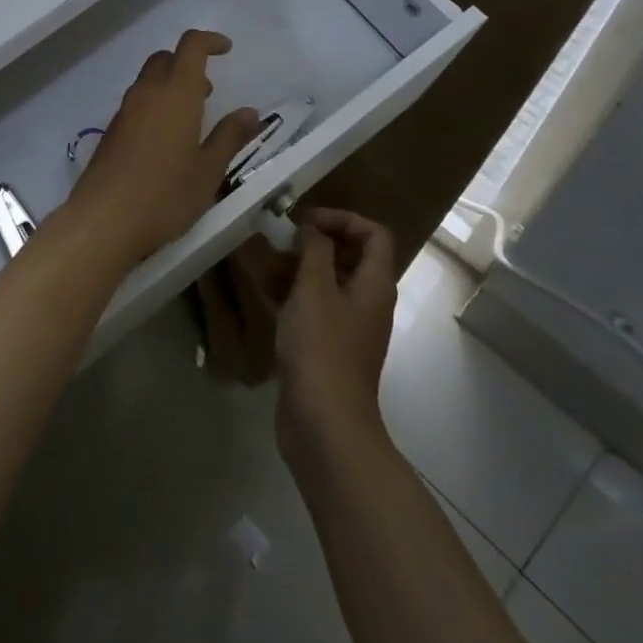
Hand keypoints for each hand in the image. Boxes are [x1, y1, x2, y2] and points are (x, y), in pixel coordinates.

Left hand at [64, 29, 263, 266]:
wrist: (104, 220)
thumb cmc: (166, 195)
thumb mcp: (208, 170)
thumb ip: (229, 137)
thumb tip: (250, 112)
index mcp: (176, 94)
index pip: (191, 46)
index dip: (209, 40)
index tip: (226, 50)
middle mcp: (147, 94)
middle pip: (165, 59)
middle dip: (188, 64)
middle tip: (208, 91)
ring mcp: (124, 112)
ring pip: (148, 81)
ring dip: (170, 85)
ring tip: (191, 119)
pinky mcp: (110, 132)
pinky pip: (136, 104)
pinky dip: (154, 106)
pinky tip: (164, 142)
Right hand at [275, 209, 399, 467]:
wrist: (324, 423)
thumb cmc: (321, 348)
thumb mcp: (314, 289)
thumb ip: (314, 250)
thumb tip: (313, 227)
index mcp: (375, 285)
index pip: (375, 234)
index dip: (343, 219)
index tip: (305, 222)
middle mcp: (369, 303)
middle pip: (353, 257)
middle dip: (318, 243)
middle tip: (283, 241)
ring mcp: (351, 328)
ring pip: (331, 283)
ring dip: (302, 268)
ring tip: (267, 265)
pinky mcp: (330, 349)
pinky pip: (318, 309)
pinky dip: (296, 296)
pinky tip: (267, 297)